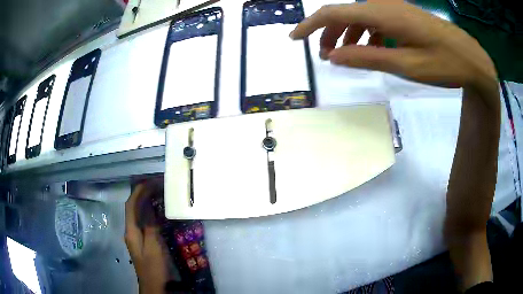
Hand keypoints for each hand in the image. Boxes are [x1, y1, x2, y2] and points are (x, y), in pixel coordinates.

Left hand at [125, 183, 168, 293]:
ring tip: (156, 194)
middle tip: (155, 185)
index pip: (131, 206)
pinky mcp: (142, 241)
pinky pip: (143, 222)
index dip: (138, 193)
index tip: (148, 182)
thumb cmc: (154, 267)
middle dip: (141, 195)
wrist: (153, 285)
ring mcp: (136, 236)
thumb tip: (149, 210)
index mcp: (131, 231)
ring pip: (138, 215)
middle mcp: (130, 231)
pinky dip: (149, 213)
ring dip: (145, 203)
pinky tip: (157, 212)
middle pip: (133, 208)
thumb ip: (150, 228)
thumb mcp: (153, 248)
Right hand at [290, 2, 496, 97]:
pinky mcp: (404, 16)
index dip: (310, 25)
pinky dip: (367, 34)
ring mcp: (396, 9)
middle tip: (326, 57)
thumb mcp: (406, 65)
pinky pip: (376, 20)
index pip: (334, 12)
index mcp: (383, 13)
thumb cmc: (444, 64)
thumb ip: (368, 58)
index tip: (294, 38)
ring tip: (347, 56)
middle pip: (345, 13)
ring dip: (348, 34)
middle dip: (330, 33)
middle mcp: (385, 5)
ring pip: (360, 16)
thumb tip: (334, 56)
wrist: (472, 60)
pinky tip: (374, 49)